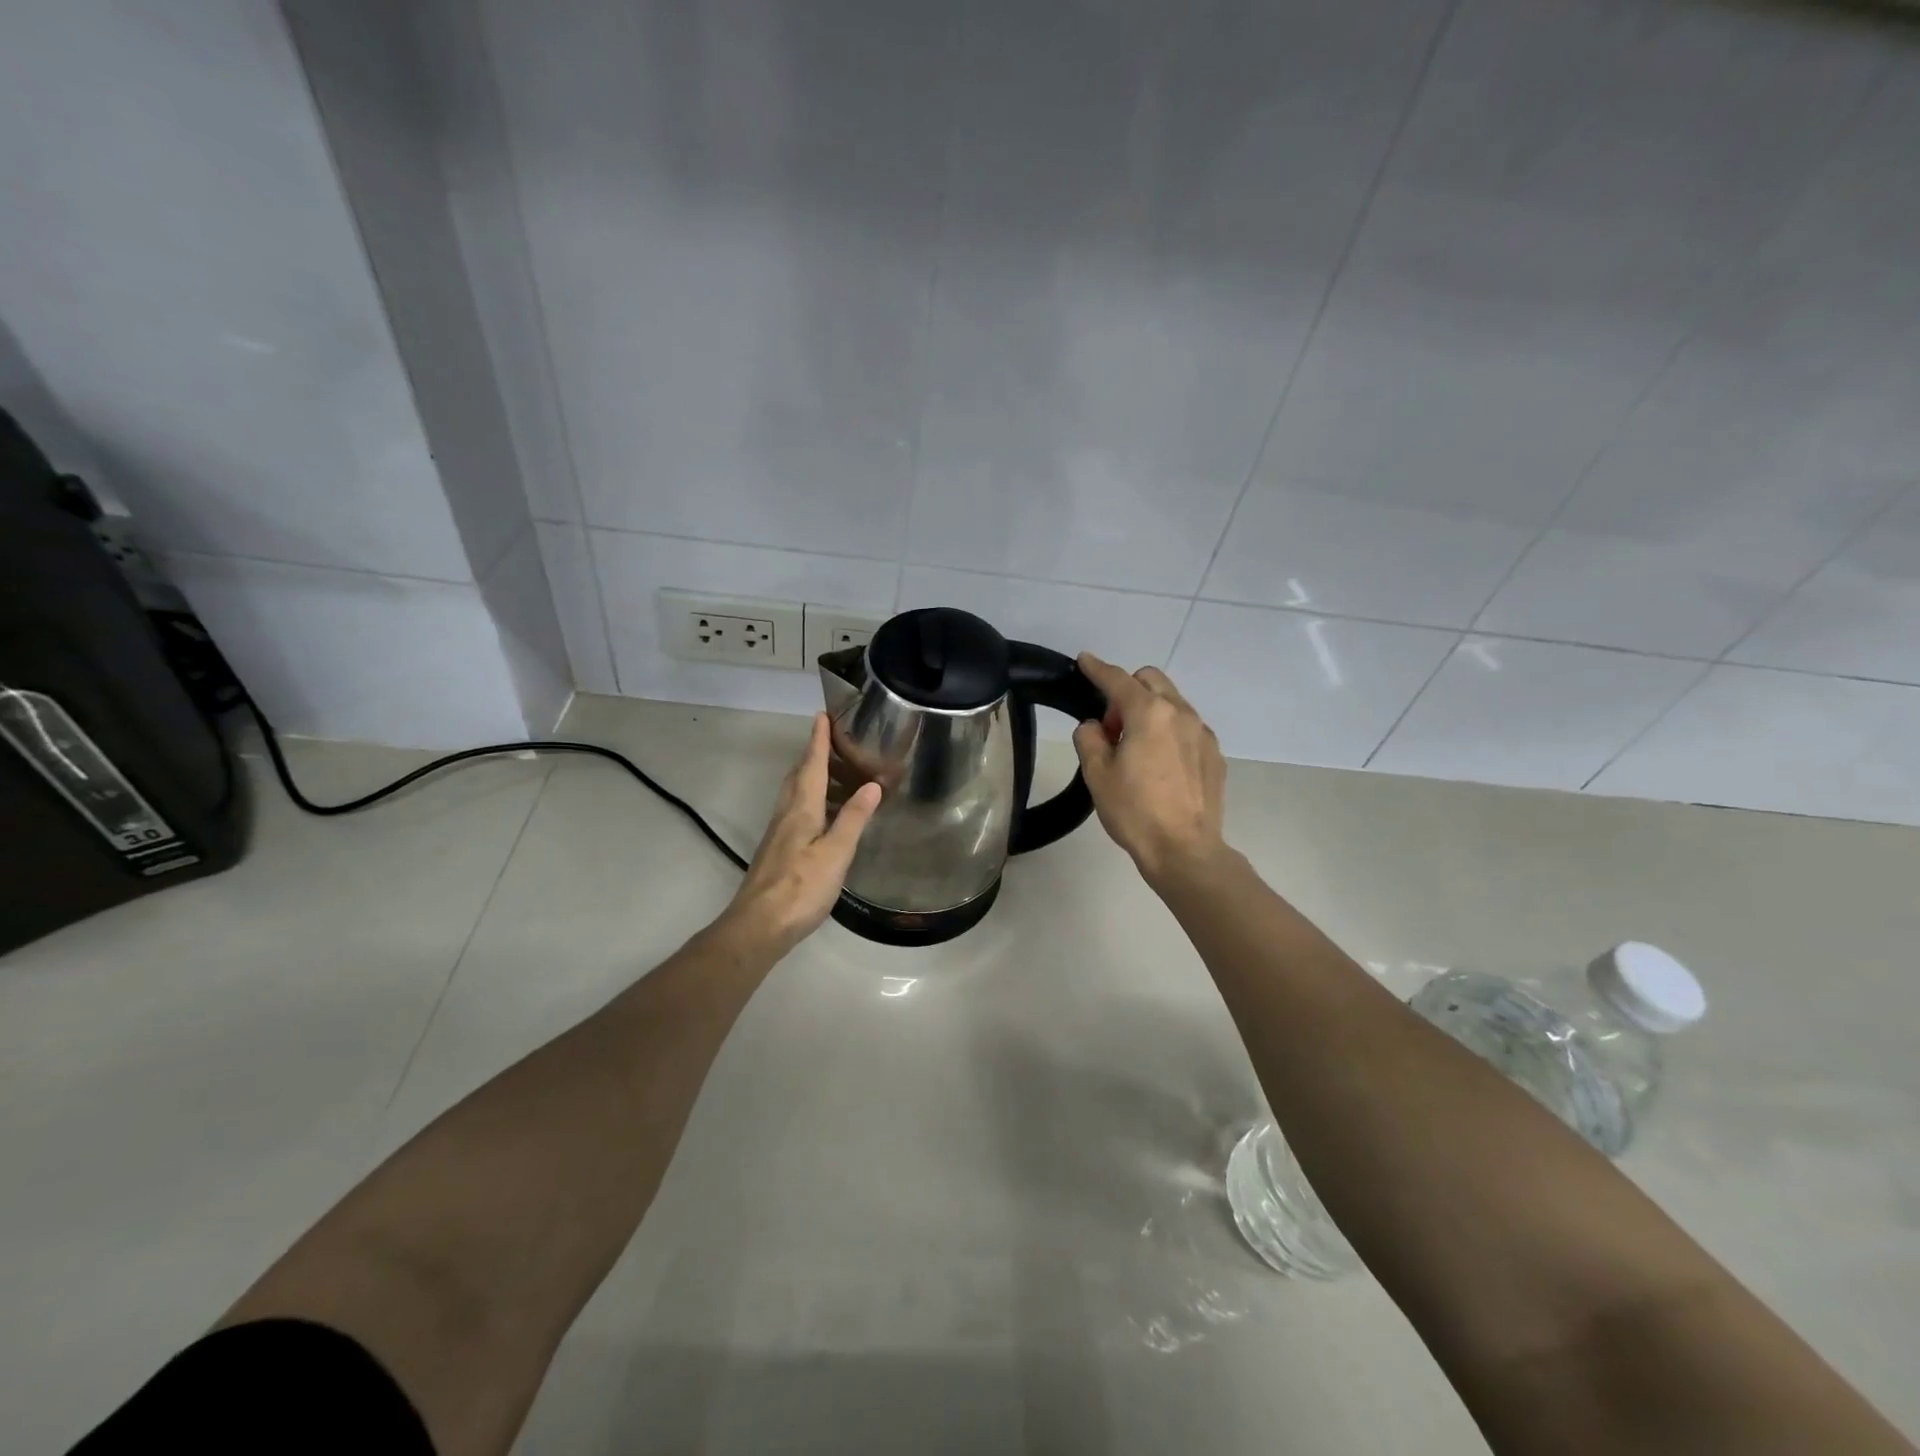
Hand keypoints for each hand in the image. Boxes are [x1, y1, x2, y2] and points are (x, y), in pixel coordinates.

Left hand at [722, 713, 881, 953]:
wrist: (758, 926)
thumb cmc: (801, 888)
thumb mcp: (836, 852)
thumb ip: (853, 818)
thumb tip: (872, 784)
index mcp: (801, 809)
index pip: (811, 765)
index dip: (818, 740)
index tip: (823, 715)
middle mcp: (787, 814)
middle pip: (800, 775)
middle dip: (816, 755)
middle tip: (838, 743)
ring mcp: (780, 833)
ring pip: (797, 794)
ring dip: (816, 778)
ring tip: (841, 776)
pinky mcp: (779, 850)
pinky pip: (798, 811)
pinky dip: (815, 801)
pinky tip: (828, 816)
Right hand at [1071, 654, 1227, 885]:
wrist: (1185, 850)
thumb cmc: (1135, 811)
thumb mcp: (1096, 774)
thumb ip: (1089, 738)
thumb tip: (1096, 727)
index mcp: (1149, 713)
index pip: (1118, 680)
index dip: (1097, 669)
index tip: (1085, 661)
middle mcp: (1180, 713)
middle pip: (1151, 680)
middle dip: (1127, 691)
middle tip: (1112, 728)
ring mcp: (1203, 733)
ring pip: (1172, 702)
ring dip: (1149, 710)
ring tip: (1136, 749)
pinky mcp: (1215, 754)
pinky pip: (1187, 727)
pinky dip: (1169, 731)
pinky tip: (1160, 764)